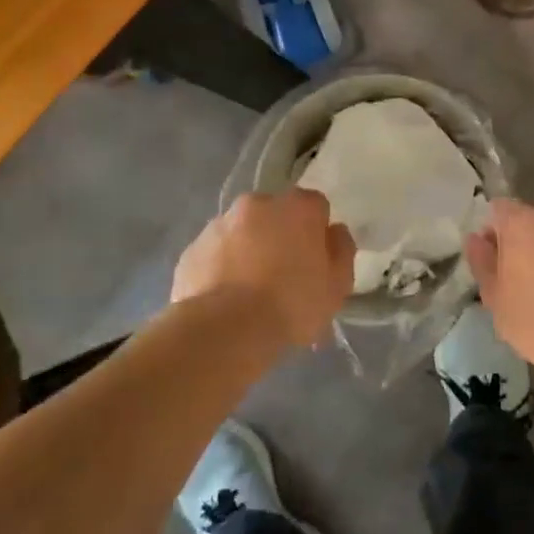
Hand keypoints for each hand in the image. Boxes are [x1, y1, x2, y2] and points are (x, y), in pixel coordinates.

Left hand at [173, 190, 354, 347]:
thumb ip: (341, 250)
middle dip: (279, 236)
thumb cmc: (292, 304)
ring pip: (241, 233)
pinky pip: (214, 254)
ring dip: (248, 250)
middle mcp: (257, 203)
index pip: (315, 207)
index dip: (317, 232)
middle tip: (283, 276)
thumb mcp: (337, 285)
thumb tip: (334, 232)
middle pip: (275, 215)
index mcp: (298, 207)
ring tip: (250, 293)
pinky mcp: (191, 250)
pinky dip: (221, 268)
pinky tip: (225, 300)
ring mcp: (219, 224)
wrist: (226, 330)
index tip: (315, 260)